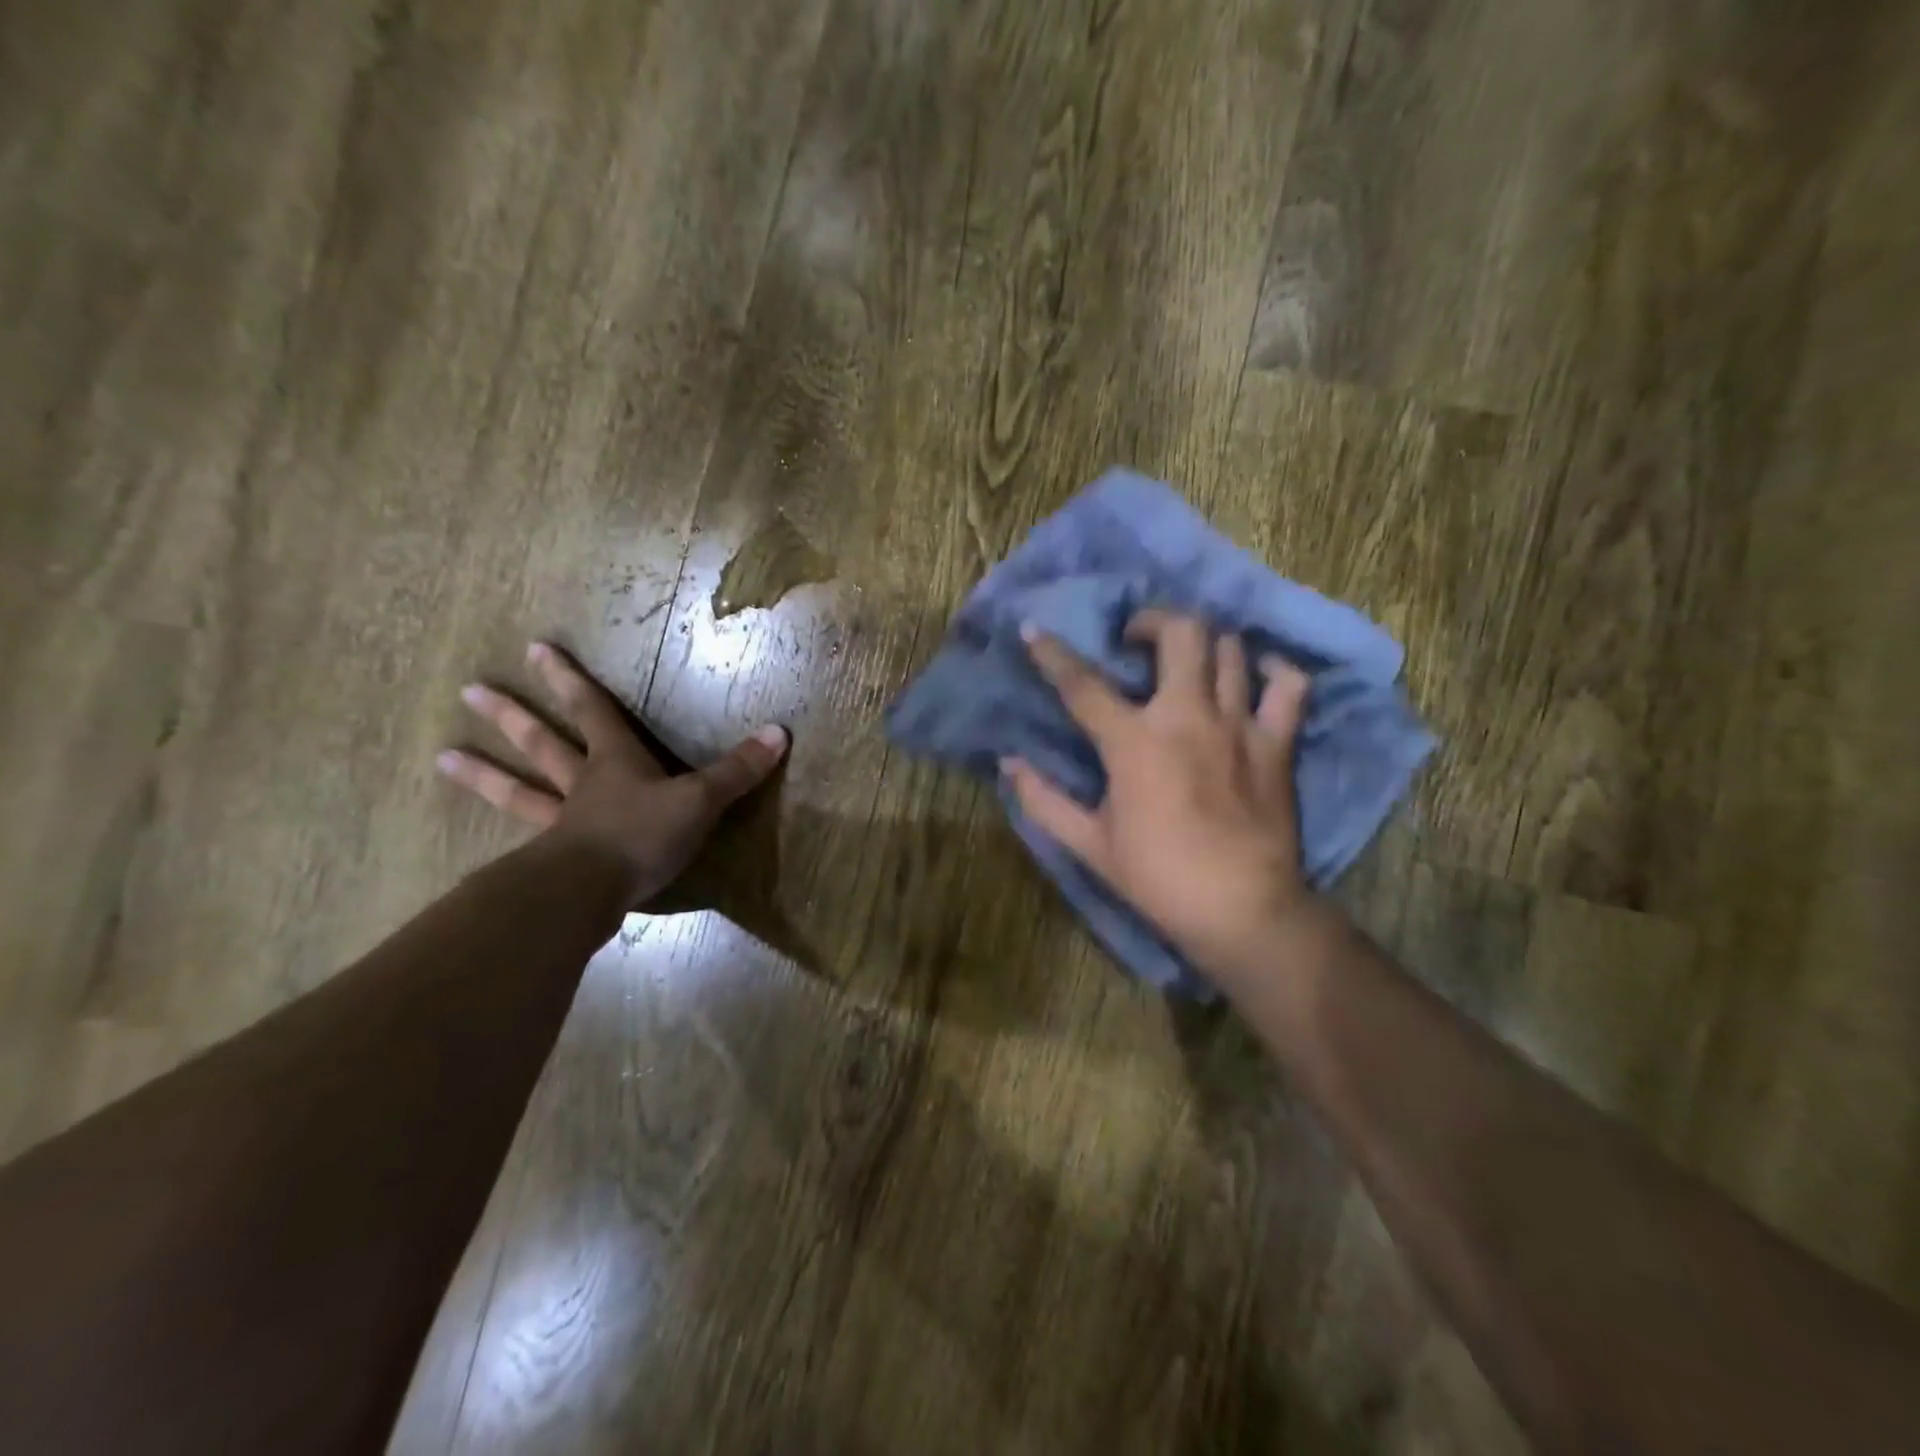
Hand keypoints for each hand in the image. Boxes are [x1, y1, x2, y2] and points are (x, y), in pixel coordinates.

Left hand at [436, 641, 787, 905]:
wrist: (589, 894)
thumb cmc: (643, 835)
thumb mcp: (700, 800)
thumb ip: (737, 771)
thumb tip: (780, 733)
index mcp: (615, 762)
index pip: (593, 710)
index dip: (570, 679)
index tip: (537, 648)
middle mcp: (582, 786)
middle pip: (543, 744)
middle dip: (513, 716)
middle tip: (471, 691)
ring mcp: (561, 825)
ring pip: (520, 791)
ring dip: (484, 774)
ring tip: (442, 757)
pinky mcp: (553, 864)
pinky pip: (527, 843)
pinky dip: (509, 838)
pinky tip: (491, 843)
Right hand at [1002, 610, 1315, 978]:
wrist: (1242, 910)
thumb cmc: (1158, 879)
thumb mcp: (1089, 845)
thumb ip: (1044, 800)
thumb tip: (1008, 764)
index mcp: (1134, 743)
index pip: (1082, 685)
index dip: (1051, 654)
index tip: (1032, 630)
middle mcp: (1187, 717)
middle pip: (1179, 633)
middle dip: (1152, 620)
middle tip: (1135, 639)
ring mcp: (1238, 725)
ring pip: (1229, 648)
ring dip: (1203, 642)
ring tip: (1186, 657)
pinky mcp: (1277, 743)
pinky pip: (1289, 685)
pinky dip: (1273, 670)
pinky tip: (1256, 674)